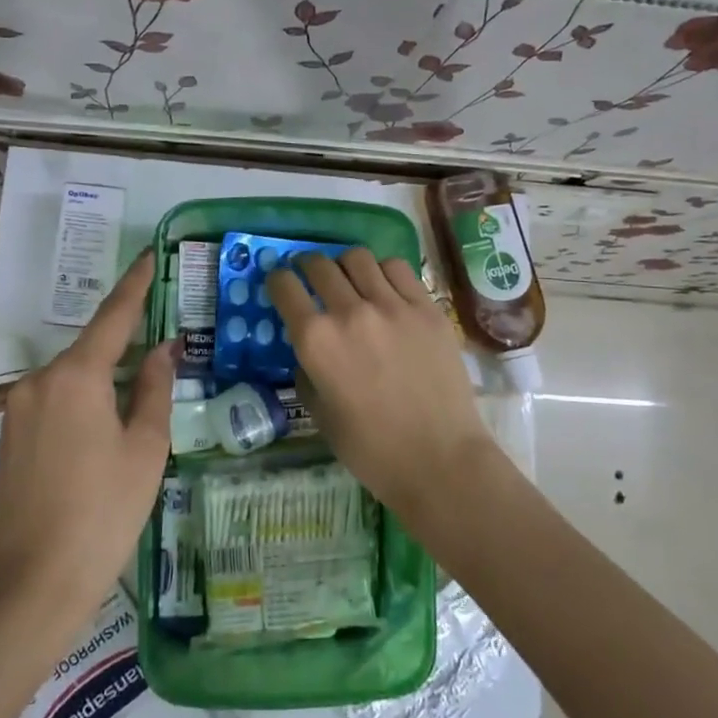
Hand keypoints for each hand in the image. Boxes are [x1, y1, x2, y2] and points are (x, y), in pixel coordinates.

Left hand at [0, 250, 174, 622]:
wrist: (35, 583)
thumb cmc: (105, 512)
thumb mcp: (145, 448)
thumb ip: (154, 388)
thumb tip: (162, 350)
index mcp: (75, 376)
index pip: (113, 317)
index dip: (134, 286)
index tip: (148, 258)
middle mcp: (37, 380)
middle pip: (89, 352)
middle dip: (122, 354)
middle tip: (156, 366)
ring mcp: (14, 408)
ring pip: (68, 380)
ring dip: (98, 387)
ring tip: (126, 421)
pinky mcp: (3, 434)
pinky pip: (48, 404)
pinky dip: (75, 407)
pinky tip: (92, 440)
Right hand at [267, 247, 501, 521]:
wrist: (440, 459)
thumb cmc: (371, 449)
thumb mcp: (320, 415)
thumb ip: (306, 374)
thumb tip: (308, 352)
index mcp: (316, 341)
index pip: (284, 287)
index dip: (277, 281)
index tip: (281, 285)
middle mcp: (349, 312)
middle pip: (319, 265)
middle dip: (307, 267)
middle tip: (310, 277)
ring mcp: (392, 305)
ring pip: (358, 258)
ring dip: (345, 265)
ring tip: (350, 279)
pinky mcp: (427, 307)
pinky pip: (398, 268)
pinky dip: (382, 271)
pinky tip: (385, 288)